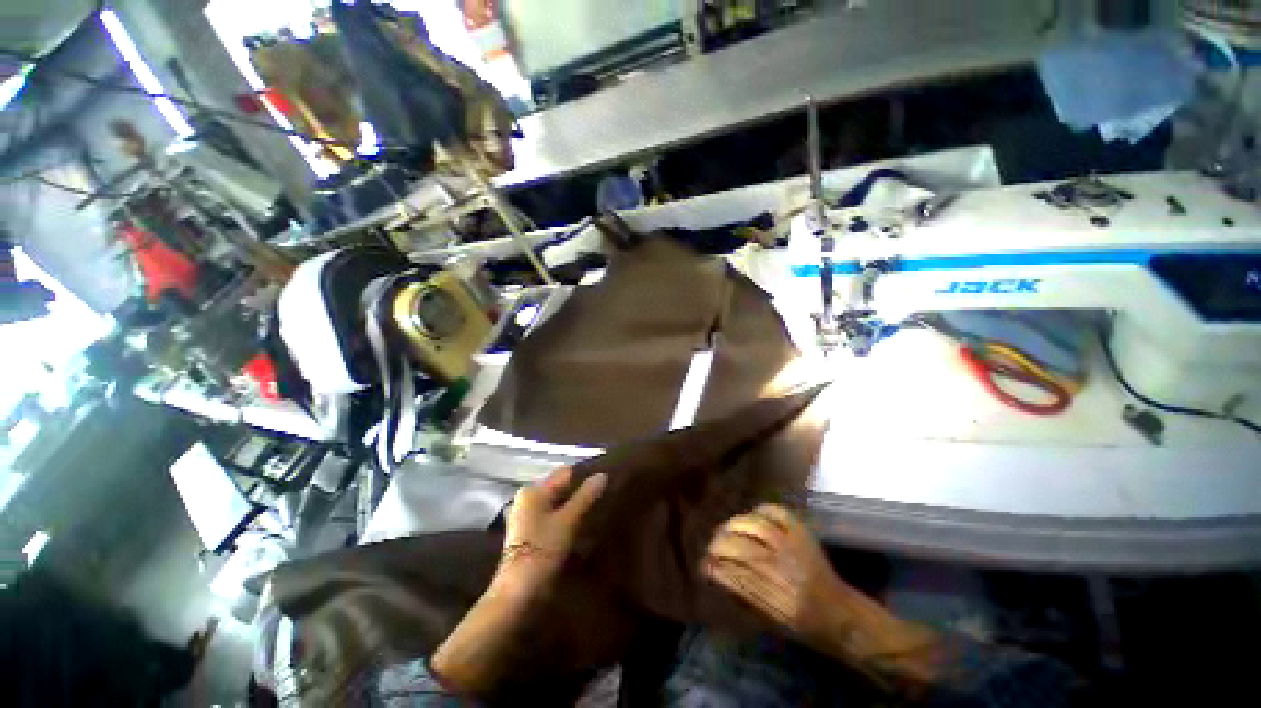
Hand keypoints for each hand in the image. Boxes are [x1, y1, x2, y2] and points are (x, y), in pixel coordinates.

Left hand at [493, 467, 607, 599]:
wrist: (518, 593)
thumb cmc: (542, 549)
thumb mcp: (568, 520)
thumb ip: (585, 496)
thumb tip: (603, 475)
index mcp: (533, 490)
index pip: (564, 473)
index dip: (585, 476)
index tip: (604, 481)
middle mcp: (527, 498)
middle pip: (560, 488)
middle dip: (580, 491)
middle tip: (603, 496)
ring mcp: (526, 515)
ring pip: (557, 503)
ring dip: (573, 506)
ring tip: (596, 510)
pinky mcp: (528, 532)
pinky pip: (552, 516)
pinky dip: (565, 518)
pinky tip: (580, 525)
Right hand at [703, 503, 846, 641]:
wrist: (841, 614)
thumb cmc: (802, 623)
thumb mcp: (770, 618)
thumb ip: (742, 593)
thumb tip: (715, 572)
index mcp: (772, 595)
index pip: (731, 572)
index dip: (713, 565)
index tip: (703, 564)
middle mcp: (781, 567)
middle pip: (740, 547)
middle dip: (719, 544)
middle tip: (711, 545)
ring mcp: (792, 546)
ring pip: (755, 526)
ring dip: (734, 525)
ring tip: (727, 528)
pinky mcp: (802, 533)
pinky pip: (777, 513)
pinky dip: (761, 510)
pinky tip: (752, 515)